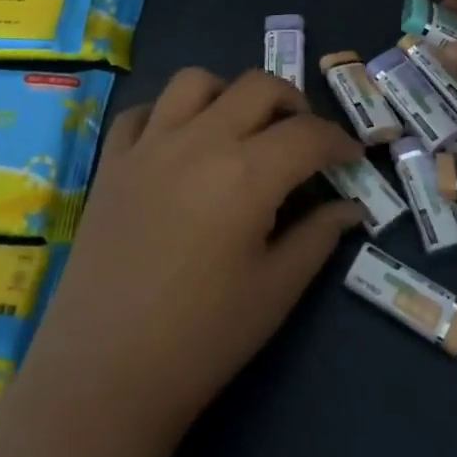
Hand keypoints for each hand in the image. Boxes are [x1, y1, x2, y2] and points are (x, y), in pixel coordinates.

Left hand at [20, 68, 363, 454]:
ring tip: (240, 128)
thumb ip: (317, 237)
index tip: (352, 157)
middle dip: (293, 103)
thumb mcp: (275, 291)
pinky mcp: (111, 162)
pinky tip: (178, 145)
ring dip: (228, 94)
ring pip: (194, 81)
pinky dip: (167, 115)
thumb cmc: (202, 339)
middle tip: (303, 138)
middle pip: (257, 86)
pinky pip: (142, 112)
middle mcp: (199, 140)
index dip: (339, 141)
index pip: (308, 134)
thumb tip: (349, 208)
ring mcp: (148, 146)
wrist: (104, 375)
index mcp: (247, 173)